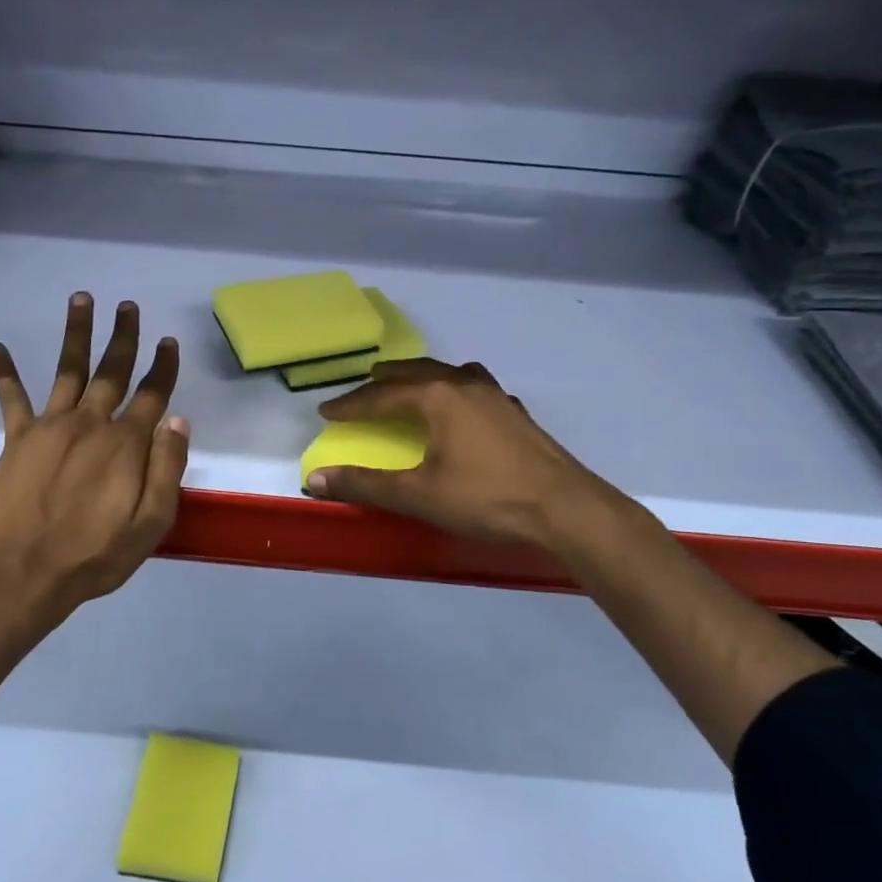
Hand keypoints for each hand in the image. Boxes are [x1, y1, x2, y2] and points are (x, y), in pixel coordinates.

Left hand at [0, 293, 188, 615]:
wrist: (29, 573)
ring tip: (81, 298)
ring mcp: (51, 427)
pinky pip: (11, 398)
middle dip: (123, 337)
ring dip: (76, 333)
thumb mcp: (152, 522)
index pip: (152, 395)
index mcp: (126, 444)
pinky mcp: (18, 439)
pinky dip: (3, 372)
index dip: (163, 367)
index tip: (168, 342)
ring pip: (68, 370)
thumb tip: (179, 420)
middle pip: (112, 371)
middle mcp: (91, 424)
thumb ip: (168, 468)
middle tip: (128, 306)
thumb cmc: (97, 554)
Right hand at [304, 359, 603, 546]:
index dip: (351, 404)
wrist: (564, 508)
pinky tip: (462, 407)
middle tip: (364, 385)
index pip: (382, 396)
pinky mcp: (516, 415)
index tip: (326, 410)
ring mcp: (496, 397)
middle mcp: (465, 385)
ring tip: (410, 385)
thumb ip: (365, 485)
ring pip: (450, 374)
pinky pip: (476, 389)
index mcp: (437, 397)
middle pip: (416, 373)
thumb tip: (316, 479)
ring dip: (423, 377)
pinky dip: (456, 390)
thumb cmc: (486, 498)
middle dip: (385, 380)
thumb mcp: (418, 495)